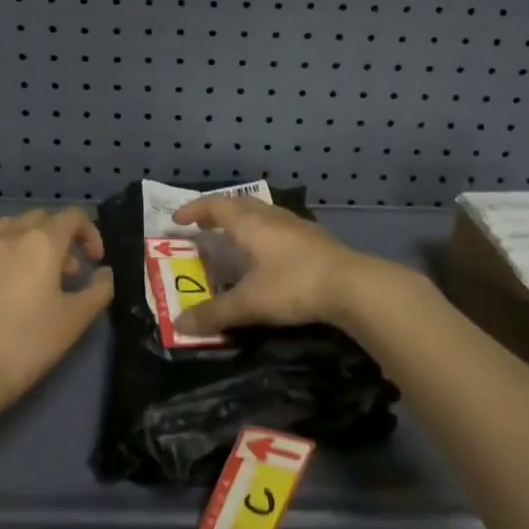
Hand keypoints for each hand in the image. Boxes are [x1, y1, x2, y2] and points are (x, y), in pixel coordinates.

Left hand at [0, 208, 112, 409]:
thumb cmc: (27, 344)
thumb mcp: (75, 320)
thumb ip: (99, 289)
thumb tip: (103, 273)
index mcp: (40, 242)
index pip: (72, 216)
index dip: (89, 233)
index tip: (94, 261)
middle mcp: (6, 235)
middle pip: (39, 218)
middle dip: (58, 237)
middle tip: (64, 273)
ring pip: (6, 228)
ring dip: (25, 242)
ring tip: (29, 275)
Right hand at [170, 196, 420, 336]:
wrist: (351, 285)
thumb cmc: (292, 286)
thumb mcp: (249, 303)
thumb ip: (214, 314)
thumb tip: (178, 325)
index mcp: (249, 224)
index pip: (215, 206)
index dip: (194, 210)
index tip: (177, 220)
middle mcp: (271, 216)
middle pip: (240, 204)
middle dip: (218, 212)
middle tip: (203, 225)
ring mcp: (297, 225)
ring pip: (263, 213)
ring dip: (244, 221)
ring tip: (235, 238)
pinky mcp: (315, 239)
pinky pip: (280, 227)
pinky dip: (265, 233)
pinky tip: (270, 254)